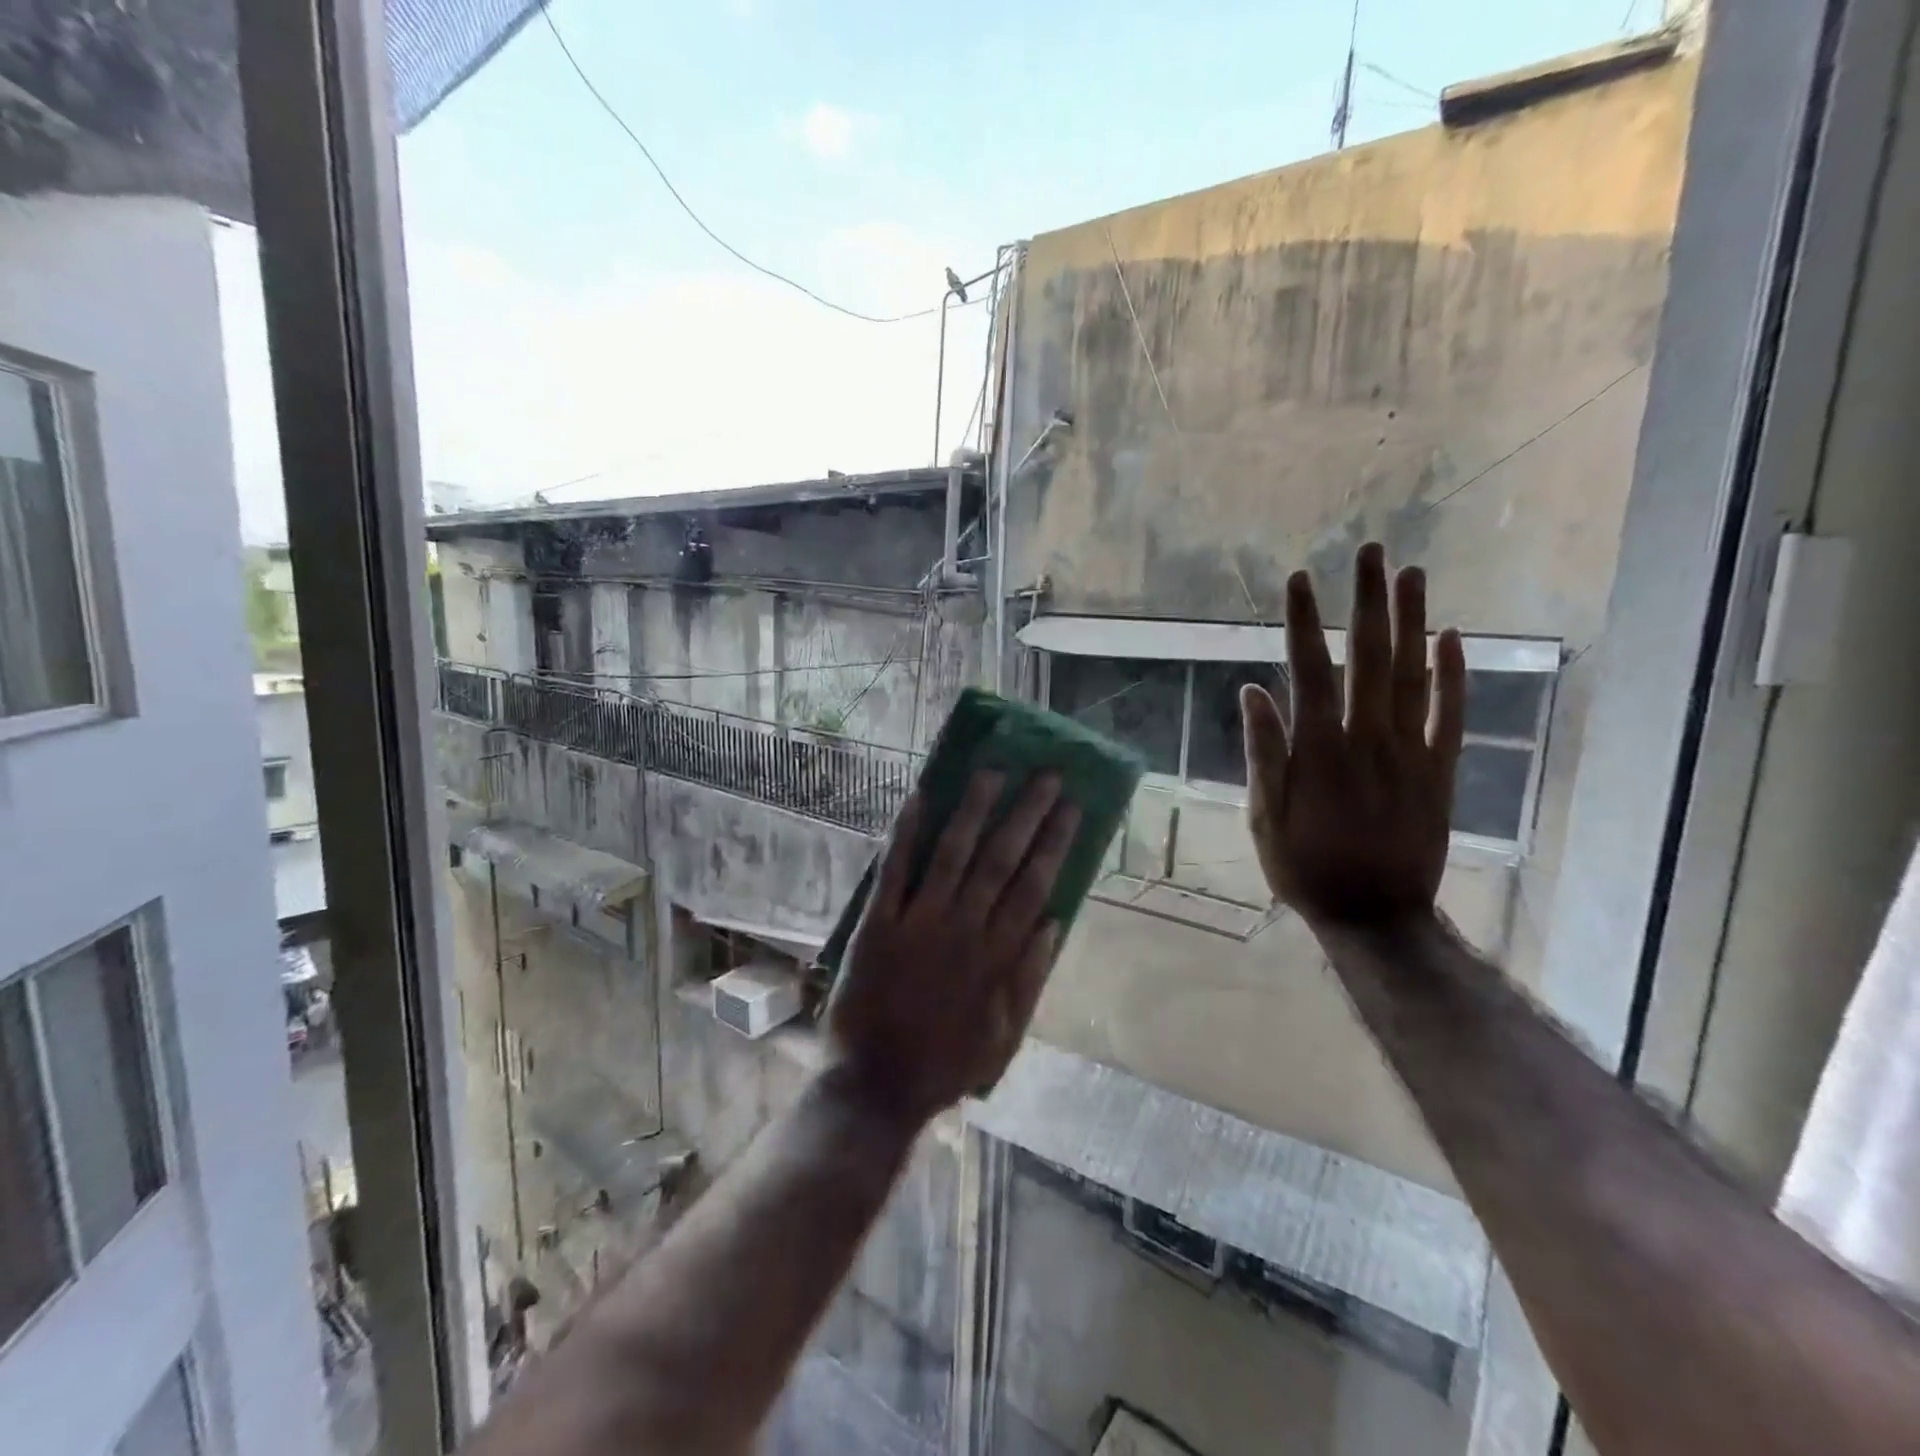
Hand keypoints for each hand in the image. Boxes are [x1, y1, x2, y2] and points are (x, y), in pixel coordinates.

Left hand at [825, 772, 1079, 1125]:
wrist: (877, 1088)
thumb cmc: (945, 1065)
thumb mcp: (1005, 1038)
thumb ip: (1030, 980)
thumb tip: (1054, 923)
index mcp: (997, 956)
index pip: (1034, 885)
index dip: (1054, 843)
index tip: (1071, 806)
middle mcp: (964, 929)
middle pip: (1000, 860)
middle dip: (1026, 814)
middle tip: (1045, 774)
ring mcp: (919, 923)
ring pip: (953, 854)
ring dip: (974, 810)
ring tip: (992, 771)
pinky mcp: (877, 925)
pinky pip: (894, 871)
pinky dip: (905, 833)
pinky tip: (917, 797)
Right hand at [1239, 542, 1465, 930]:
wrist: (1376, 916)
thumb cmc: (1306, 868)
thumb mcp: (1264, 818)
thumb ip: (1263, 753)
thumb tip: (1252, 692)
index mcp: (1318, 751)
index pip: (1309, 671)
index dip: (1303, 622)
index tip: (1299, 578)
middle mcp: (1368, 740)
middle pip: (1369, 658)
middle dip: (1367, 601)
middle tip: (1371, 552)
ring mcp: (1411, 753)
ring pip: (1414, 675)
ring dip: (1412, 621)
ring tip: (1411, 574)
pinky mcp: (1440, 771)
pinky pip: (1451, 715)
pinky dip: (1455, 674)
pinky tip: (1452, 636)